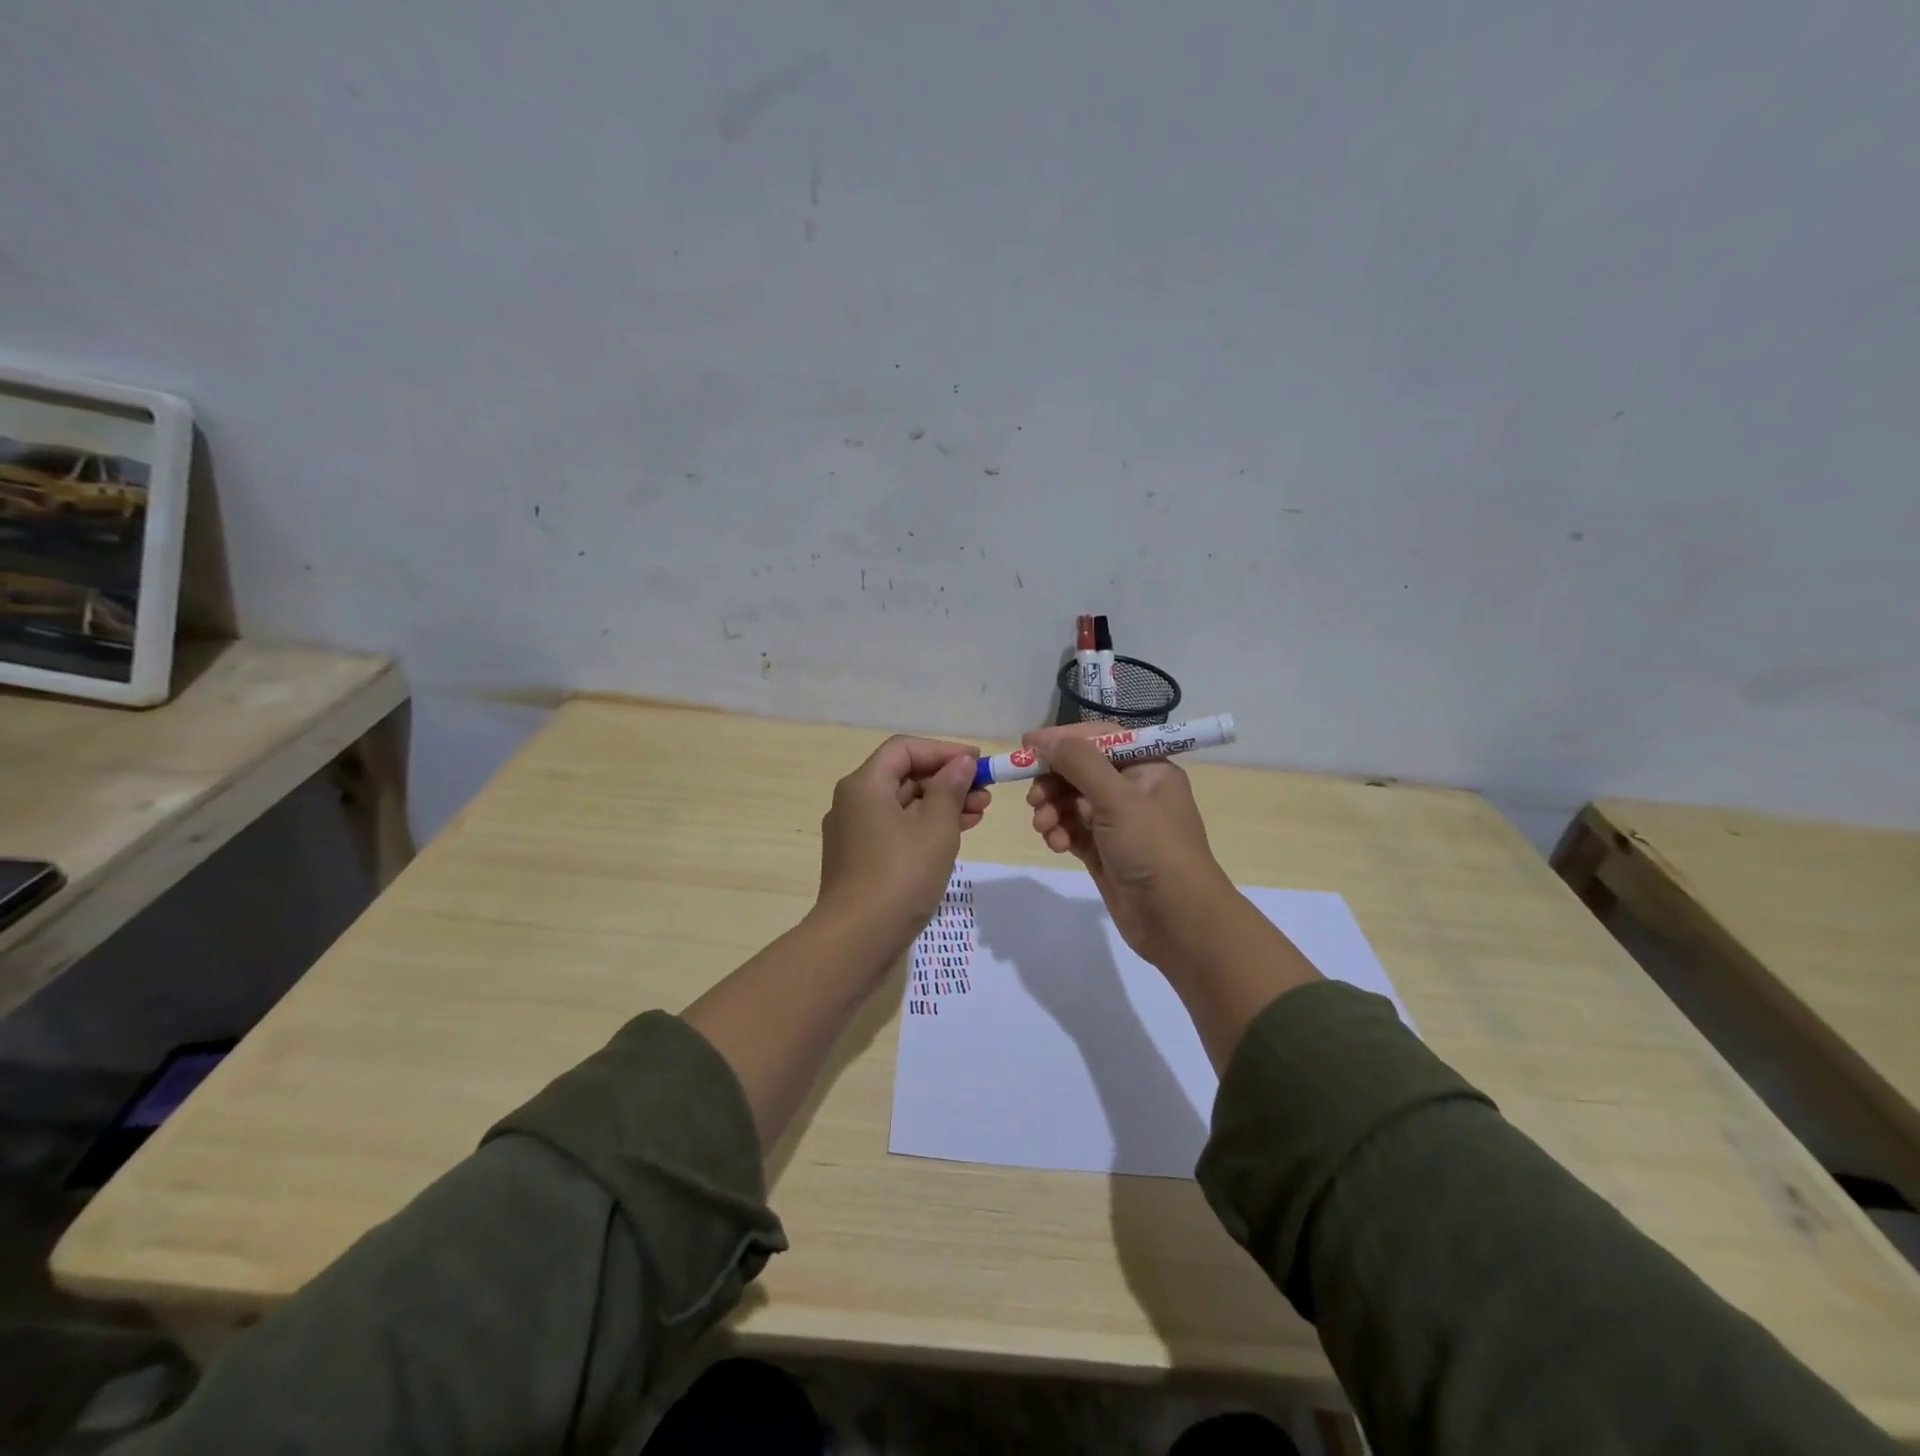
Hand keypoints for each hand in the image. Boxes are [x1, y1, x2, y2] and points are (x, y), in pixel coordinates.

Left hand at [813, 735, 991, 961]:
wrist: (857, 939)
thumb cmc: (901, 875)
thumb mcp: (936, 828)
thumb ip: (950, 788)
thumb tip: (960, 762)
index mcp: (865, 784)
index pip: (905, 749)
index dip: (943, 750)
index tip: (977, 763)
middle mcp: (853, 801)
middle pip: (904, 775)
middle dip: (947, 780)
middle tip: (985, 792)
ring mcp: (854, 832)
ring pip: (903, 804)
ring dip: (942, 804)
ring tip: (980, 812)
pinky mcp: (860, 859)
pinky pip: (896, 829)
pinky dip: (925, 827)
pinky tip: (957, 835)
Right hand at [1023, 722, 1236, 967]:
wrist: (1178, 921)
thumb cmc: (1153, 849)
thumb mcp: (1118, 798)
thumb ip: (1079, 763)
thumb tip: (1046, 740)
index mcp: (1148, 768)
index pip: (1100, 739)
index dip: (1063, 740)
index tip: (1027, 745)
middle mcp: (1134, 790)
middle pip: (1081, 771)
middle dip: (1054, 782)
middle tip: (1033, 798)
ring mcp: (1119, 824)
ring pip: (1072, 802)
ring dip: (1053, 810)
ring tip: (1045, 828)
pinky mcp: (1105, 852)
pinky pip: (1074, 830)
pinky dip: (1060, 833)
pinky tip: (1056, 845)